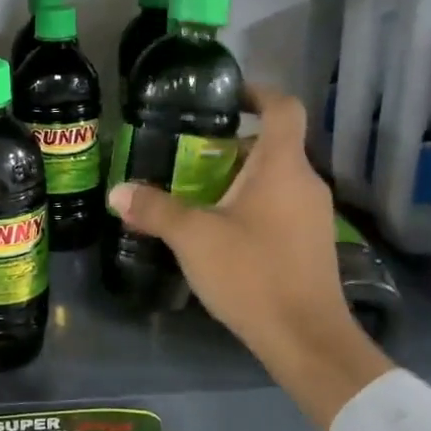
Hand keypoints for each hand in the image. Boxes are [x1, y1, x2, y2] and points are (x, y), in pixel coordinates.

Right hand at [107, 86, 391, 430]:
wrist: (306, 339)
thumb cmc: (252, 274)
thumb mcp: (194, 238)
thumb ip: (155, 209)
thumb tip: (117, 192)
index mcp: (282, 167)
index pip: (282, 108)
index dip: (256, 92)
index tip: (225, 96)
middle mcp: (305, 182)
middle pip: (271, 145)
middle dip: (229, 145)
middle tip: (186, 155)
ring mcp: (313, 215)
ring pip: (273, 179)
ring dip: (237, 178)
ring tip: (194, 194)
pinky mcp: (310, 243)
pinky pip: (278, 207)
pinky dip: (250, 205)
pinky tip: (218, 232)